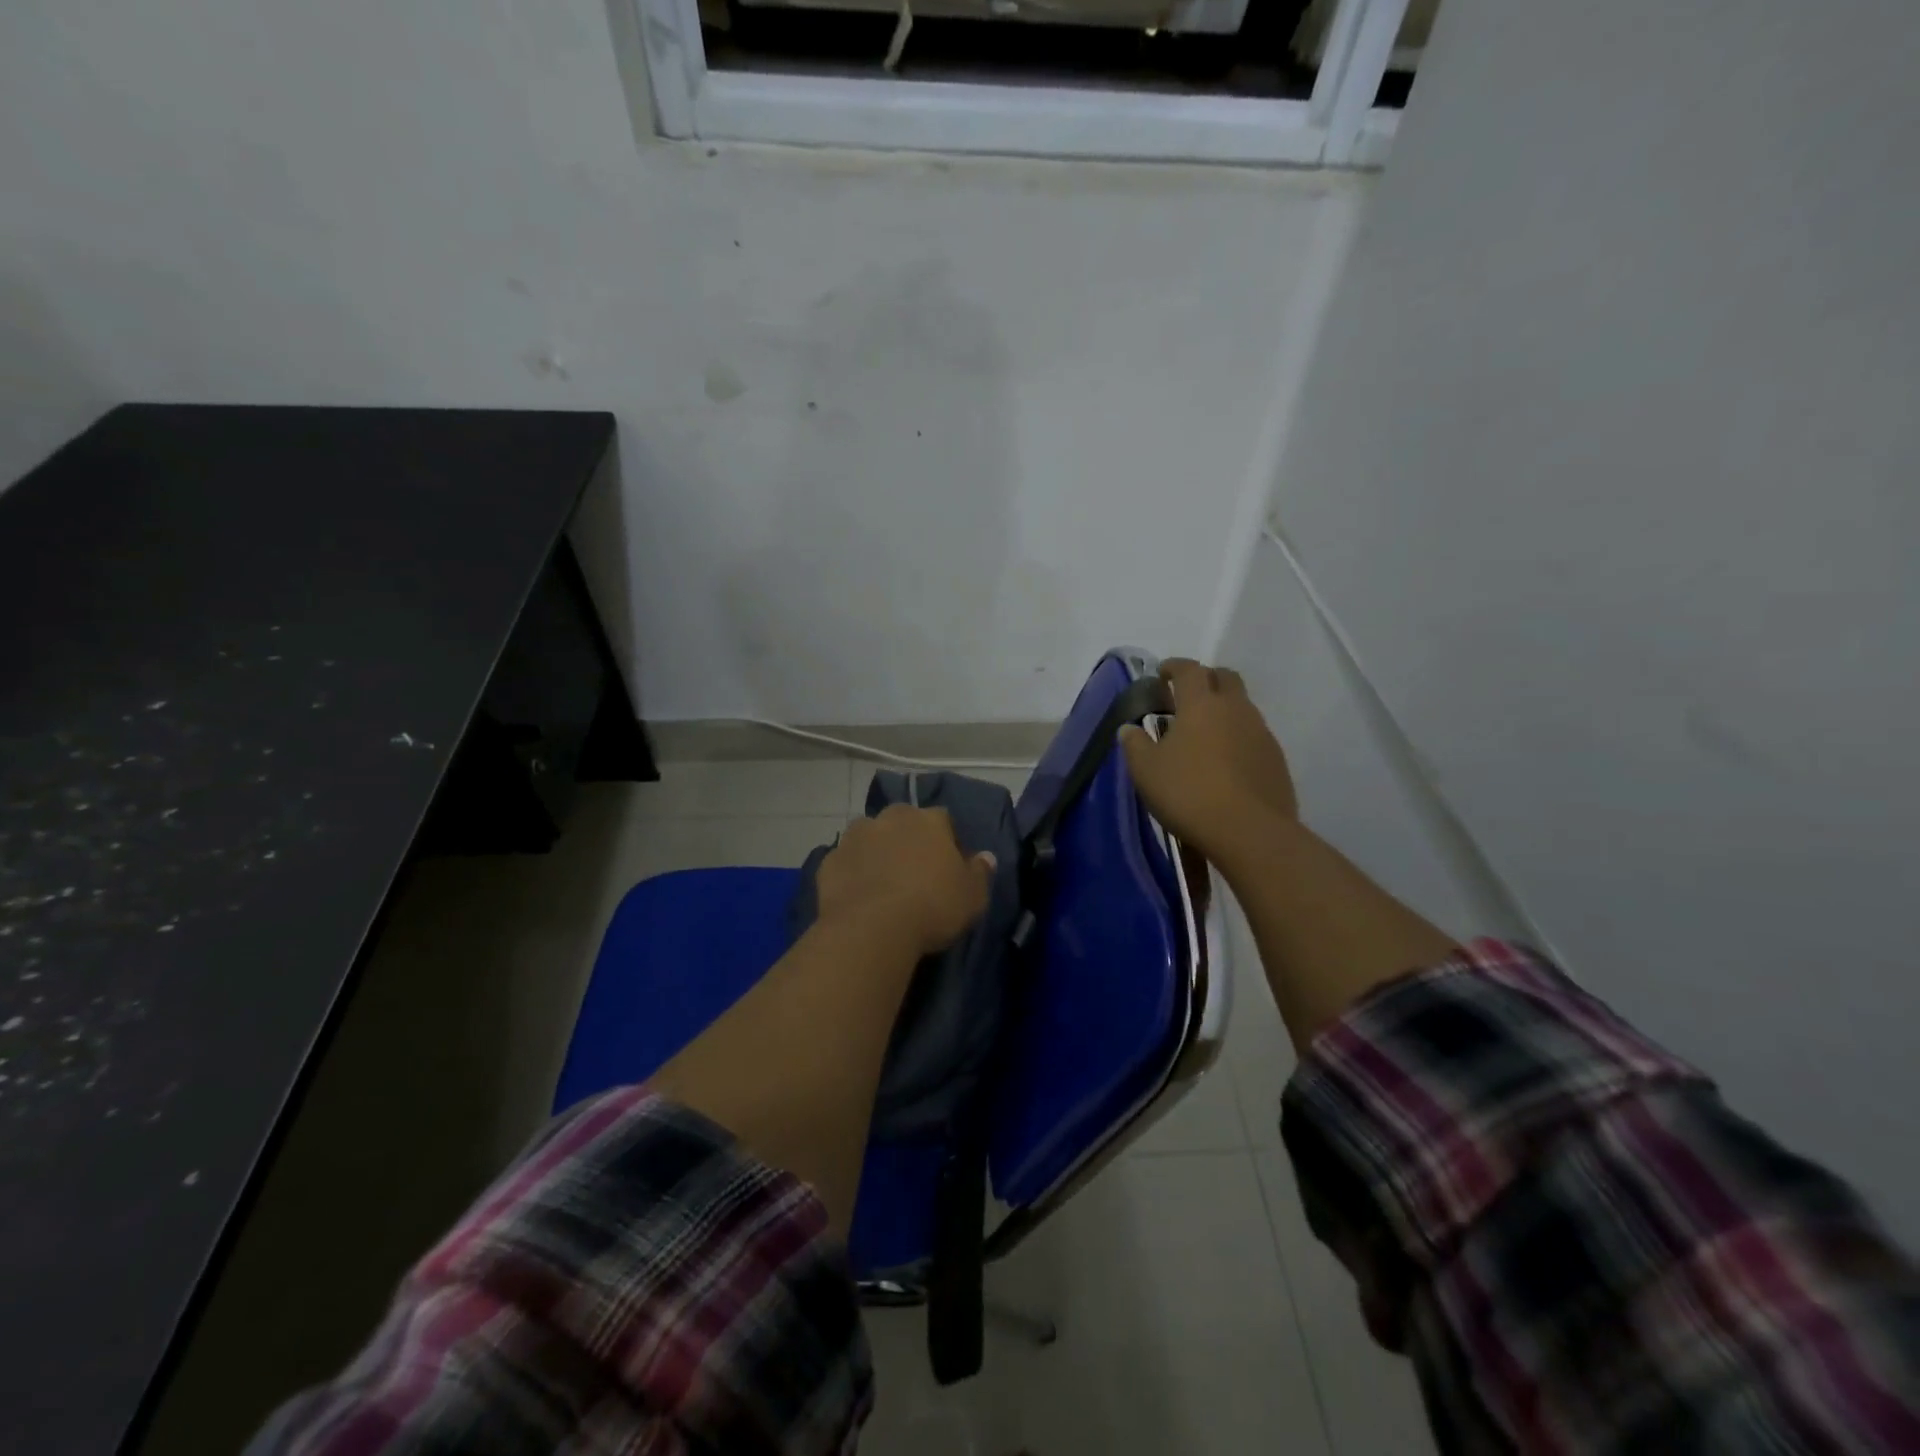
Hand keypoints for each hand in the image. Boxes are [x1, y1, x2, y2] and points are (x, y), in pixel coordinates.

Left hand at [816, 805, 995, 956]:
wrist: (871, 929)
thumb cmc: (932, 907)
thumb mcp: (973, 896)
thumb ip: (980, 872)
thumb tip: (986, 857)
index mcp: (929, 820)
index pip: (944, 821)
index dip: (948, 842)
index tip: (949, 868)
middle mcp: (891, 818)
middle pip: (903, 822)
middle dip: (908, 840)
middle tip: (914, 873)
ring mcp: (855, 837)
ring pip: (870, 838)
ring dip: (877, 852)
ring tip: (884, 884)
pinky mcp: (829, 860)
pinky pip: (846, 863)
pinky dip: (852, 873)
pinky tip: (859, 897)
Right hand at [1121, 658, 1297, 866]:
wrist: (1248, 831)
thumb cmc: (1188, 793)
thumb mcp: (1146, 770)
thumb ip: (1135, 744)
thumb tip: (1129, 729)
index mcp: (1201, 704)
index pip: (1189, 670)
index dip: (1174, 667)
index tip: (1162, 673)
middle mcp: (1235, 709)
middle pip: (1225, 678)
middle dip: (1206, 679)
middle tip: (1187, 695)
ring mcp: (1261, 733)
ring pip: (1242, 707)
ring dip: (1224, 710)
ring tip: (1205, 733)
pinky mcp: (1276, 760)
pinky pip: (1254, 736)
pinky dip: (1238, 737)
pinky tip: (1226, 761)